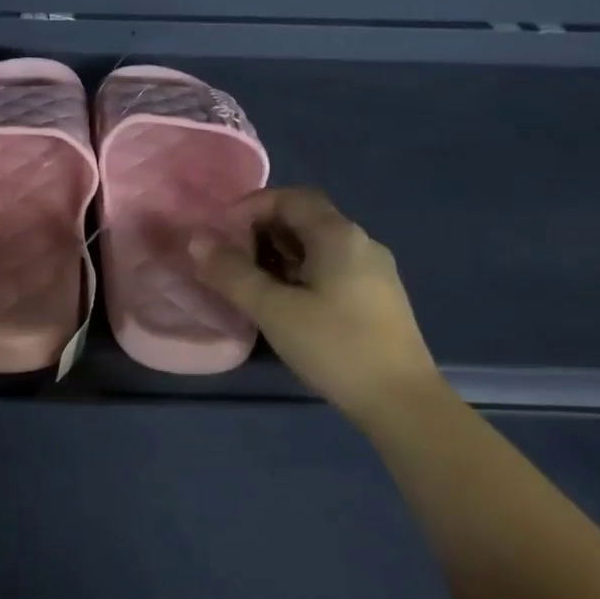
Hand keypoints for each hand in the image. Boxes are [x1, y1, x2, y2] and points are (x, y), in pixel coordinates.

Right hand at [191, 186, 437, 414]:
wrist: (401, 400)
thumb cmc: (335, 347)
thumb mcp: (274, 310)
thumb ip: (232, 274)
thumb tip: (197, 242)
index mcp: (339, 235)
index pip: (291, 197)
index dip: (251, 207)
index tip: (221, 233)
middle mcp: (360, 242)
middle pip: (305, 219)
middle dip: (262, 231)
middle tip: (229, 260)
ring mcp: (373, 271)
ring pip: (317, 247)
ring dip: (279, 255)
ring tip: (249, 283)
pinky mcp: (376, 298)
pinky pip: (330, 269)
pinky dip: (299, 274)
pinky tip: (284, 304)